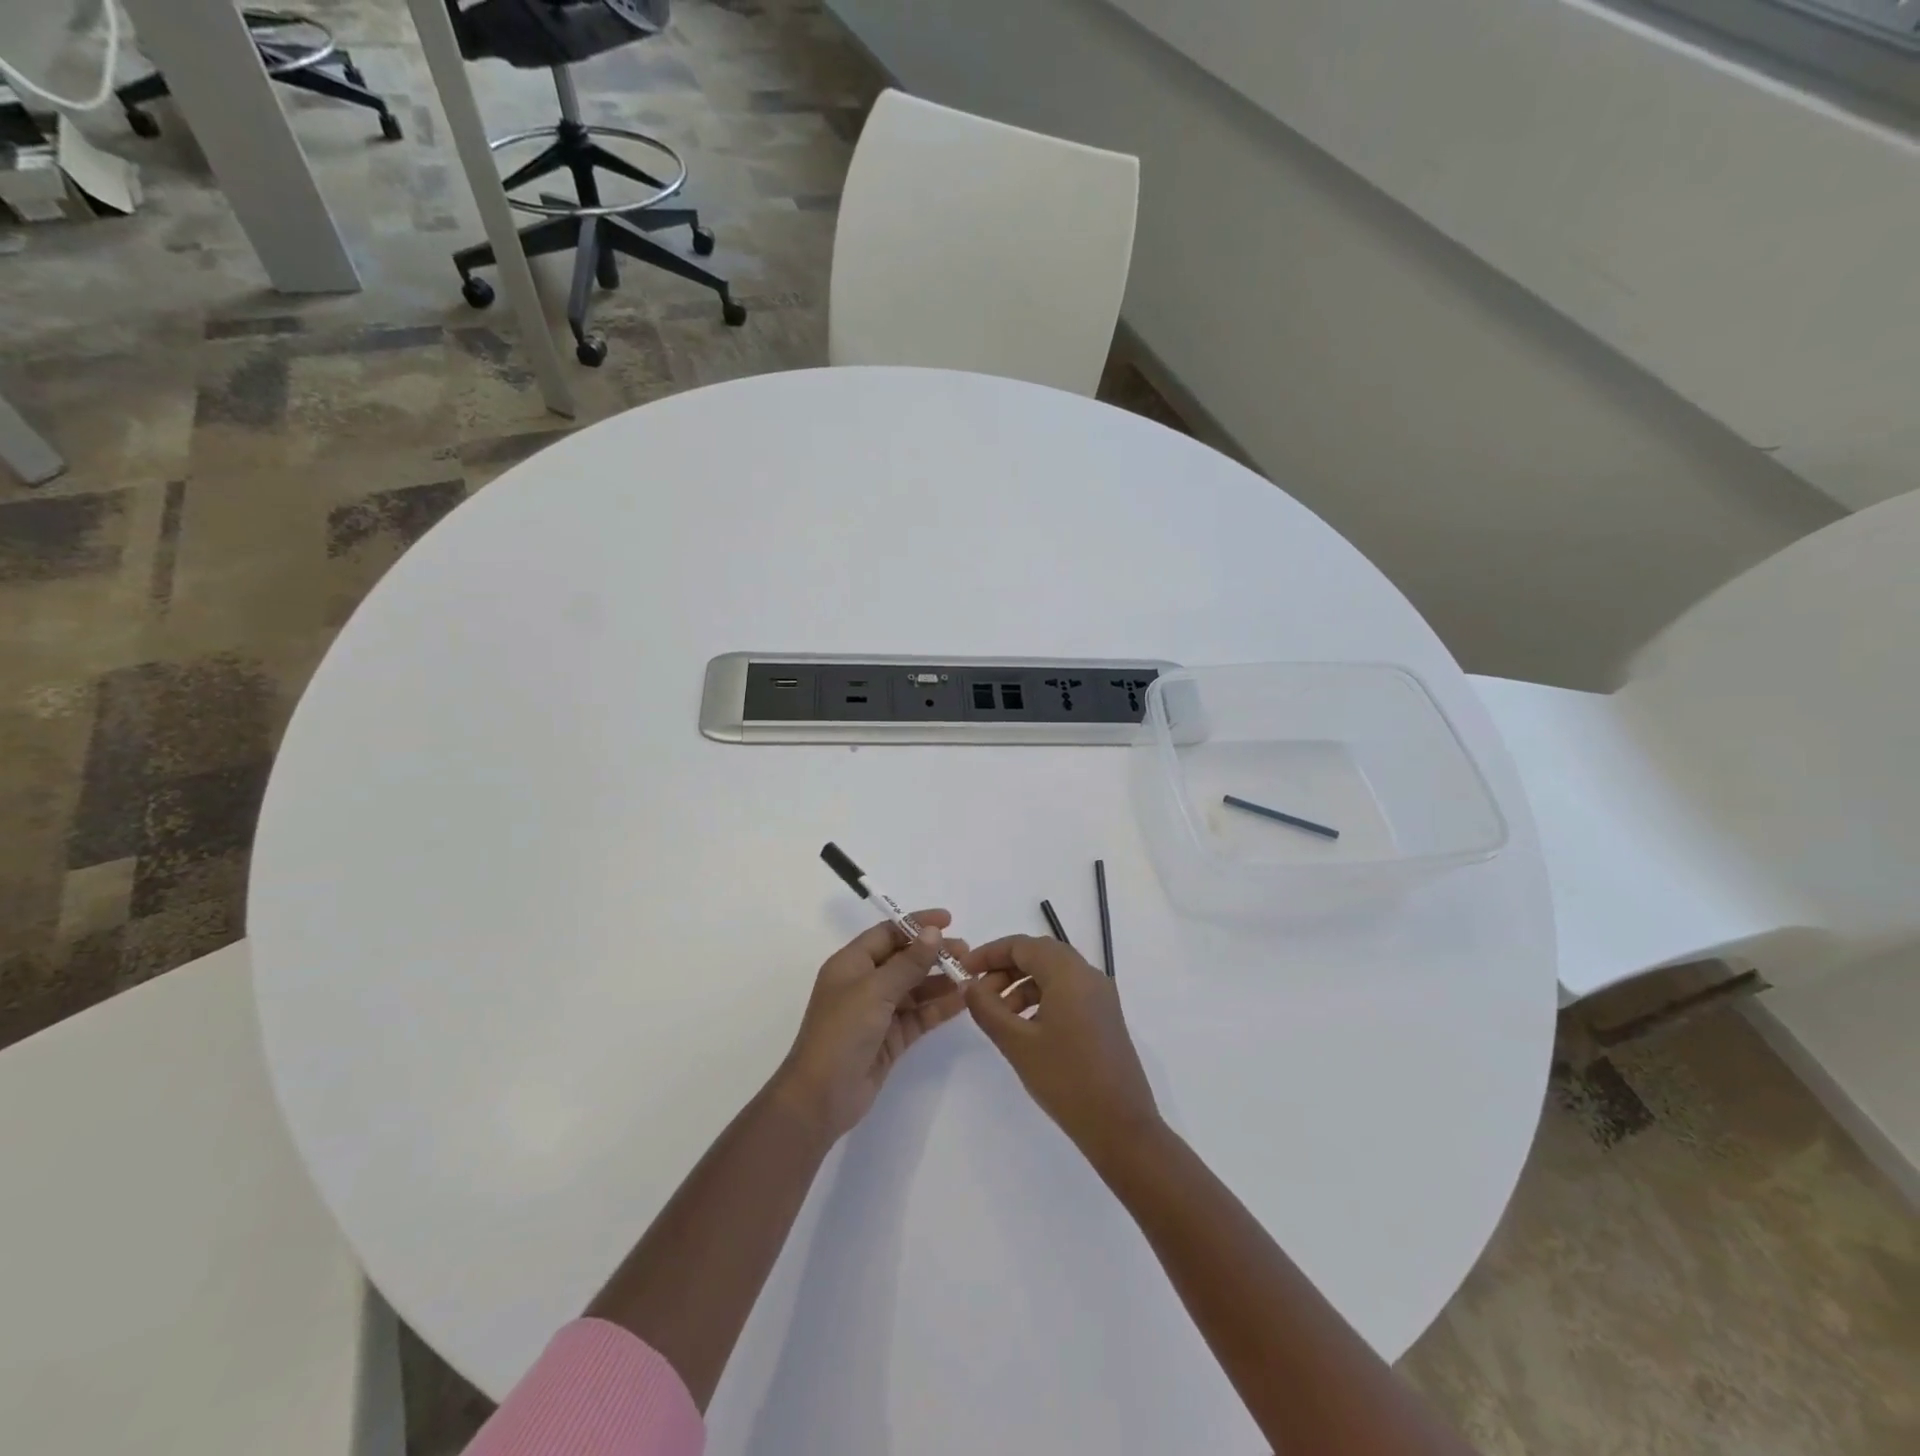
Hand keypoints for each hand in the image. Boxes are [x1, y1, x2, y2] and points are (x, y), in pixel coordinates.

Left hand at [773, 912, 968, 1140]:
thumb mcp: (875, 990)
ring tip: (971, 975)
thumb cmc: (842, 1032)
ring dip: (941, 980)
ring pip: (915, 988)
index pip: (887, 934)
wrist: (821, 1097)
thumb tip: (933, 932)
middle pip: (904, 960)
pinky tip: (963, 1000)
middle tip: (967, 952)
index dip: (916, 924)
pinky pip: (919, 1015)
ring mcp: (878, 1012)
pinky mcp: (891, 1038)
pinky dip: (939, 1007)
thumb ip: (908, 962)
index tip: (948, 920)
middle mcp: (864, 983)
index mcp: (851, 964)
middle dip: (934, 954)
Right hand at [963, 936, 1160, 1162]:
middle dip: (1004, 969)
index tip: (964, 970)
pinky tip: (1026, 1028)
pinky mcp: (1105, 1017)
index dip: (989, 953)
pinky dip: (1041, 999)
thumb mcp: (1017, 1043)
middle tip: (978, 994)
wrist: (1121, 1127)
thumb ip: (987, 1008)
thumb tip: (969, 985)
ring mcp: (1101, 996)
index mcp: (1069, 973)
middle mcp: (1088, 975)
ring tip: (999, 1016)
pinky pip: (1068, 992)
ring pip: (1053, 974)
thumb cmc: (1066, 1080)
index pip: (1022, 945)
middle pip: (1039, 955)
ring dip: (1022, 985)